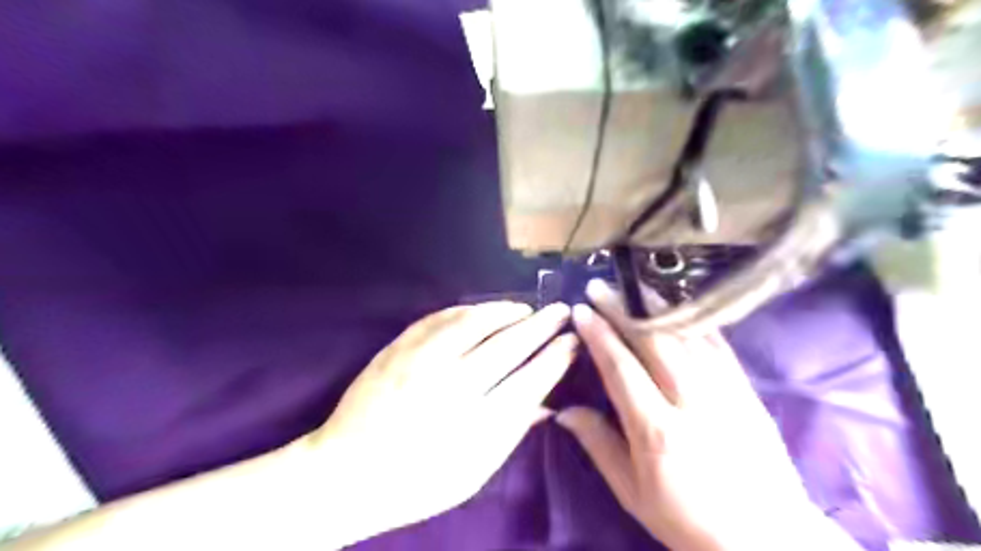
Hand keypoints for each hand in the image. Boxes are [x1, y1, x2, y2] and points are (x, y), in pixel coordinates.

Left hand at [299, 300, 576, 546]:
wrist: (345, 473)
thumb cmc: (415, 483)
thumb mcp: (473, 474)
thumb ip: (511, 434)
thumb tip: (547, 404)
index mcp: (475, 424)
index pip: (529, 380)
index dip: (556, 357)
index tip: (573, 342)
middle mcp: (452, 386)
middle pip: (508, 345)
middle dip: (541, 325)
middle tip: (561, 312)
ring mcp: (421, 361)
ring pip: (475, 321)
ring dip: (506, 311)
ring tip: (526, 309)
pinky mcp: (399, 348)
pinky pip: (440, 317)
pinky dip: (468, 310)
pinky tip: (483, 310)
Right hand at [556, 281, 854, 547]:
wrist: (768, 538)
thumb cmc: (688, 519)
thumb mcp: (632, 492)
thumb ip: (598, 444)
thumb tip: (563, 410)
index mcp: (657, 430)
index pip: (620, 367)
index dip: (599, 335)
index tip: (581, 311)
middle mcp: (691, 402)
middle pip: (652, 342)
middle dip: (622, 309)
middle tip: (600, 287)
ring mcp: (725, 391)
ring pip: (686, 335)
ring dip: (656, 306)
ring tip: (633, 286)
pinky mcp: (747, 389)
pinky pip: (718, 344)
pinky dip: (694, 320)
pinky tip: (679, 304)